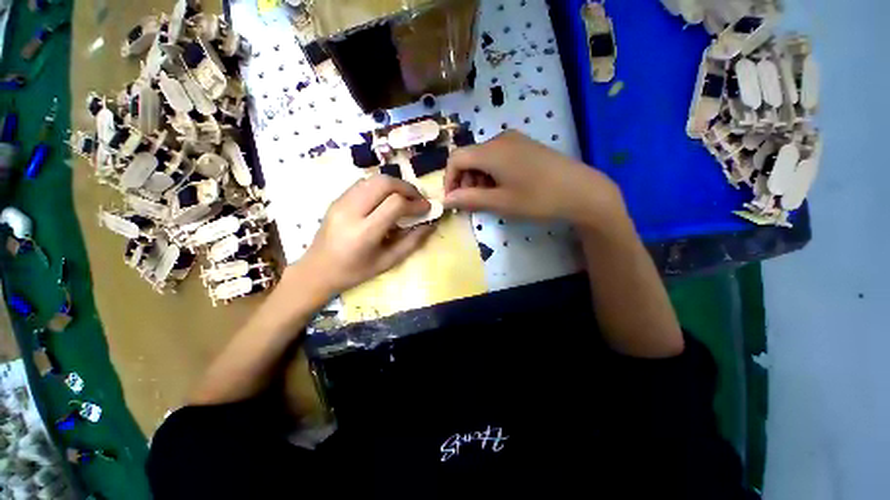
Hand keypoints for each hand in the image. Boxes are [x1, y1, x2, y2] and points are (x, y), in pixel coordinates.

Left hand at [299, 176, 435, 294]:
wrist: (317, 270)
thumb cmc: (355, 271)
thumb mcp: (388, 261)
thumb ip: (412, 242)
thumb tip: (431, 225)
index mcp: (364, 232)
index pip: (395, 204)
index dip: (415, 203)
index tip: (426, 208)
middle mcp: (350, 211)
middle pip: (384, 183)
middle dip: (407, 187)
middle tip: (417, 199)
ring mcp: (340, 202)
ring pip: (373, 178)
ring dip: (394, 184)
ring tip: (404, 198)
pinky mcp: (337, 199)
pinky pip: (363, 183)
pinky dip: (381, 186)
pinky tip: (386, 199)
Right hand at [443, 130, 624, 227]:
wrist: (581, 191)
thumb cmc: (538, 198)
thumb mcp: (500, 202)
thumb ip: (469, 199)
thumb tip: (446, 200)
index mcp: (491, 150)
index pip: (456, 158)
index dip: (449, 180)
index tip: (452, 200)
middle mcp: (500, 139)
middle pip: (470, 157)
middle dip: (465, 181)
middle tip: (472, 203)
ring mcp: (515, 141)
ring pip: (484, 158)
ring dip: (478, 178)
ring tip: (489, 198)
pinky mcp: (526, 146)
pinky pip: (498, 157)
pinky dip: (492, 173)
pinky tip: (503, 188)